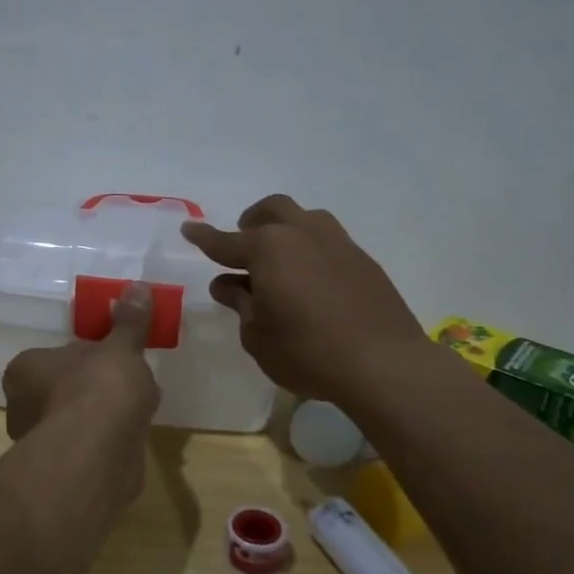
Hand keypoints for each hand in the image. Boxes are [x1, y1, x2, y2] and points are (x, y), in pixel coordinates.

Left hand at [3, 281, 160, 446]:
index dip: (83, 357)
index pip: (50, 358)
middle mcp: (21, 407)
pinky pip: (87, 447)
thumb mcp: (120, 348)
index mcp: (24, 370)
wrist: (99, 452)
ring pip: (73, 420)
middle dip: (90, 388)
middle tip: (124, 382)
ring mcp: (40, 443)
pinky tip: (131, 437)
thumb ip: (129, 322)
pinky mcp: (62, 471)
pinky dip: (106, 442)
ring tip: (135, 409)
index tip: (109, 358)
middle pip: (61, 389)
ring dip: (99, 417)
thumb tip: (138, 287)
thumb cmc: (99, 387)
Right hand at [183, 195, 428, 405]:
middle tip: (243, 241)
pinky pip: (328, 240)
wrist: (384, 363)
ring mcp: (337, 243)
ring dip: (285, 228)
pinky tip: (311, 279)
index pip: (225, 241)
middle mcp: (302, 234)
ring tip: (280, 259)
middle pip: (271, 210)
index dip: (204, 237)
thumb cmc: (307, 352)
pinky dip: (311, 249)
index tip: (189, 229)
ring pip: (305, 218)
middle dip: (251, 221)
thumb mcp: (258, 335)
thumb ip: (240, 304)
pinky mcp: (363, 260)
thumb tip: (227, 284)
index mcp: (267, 248)